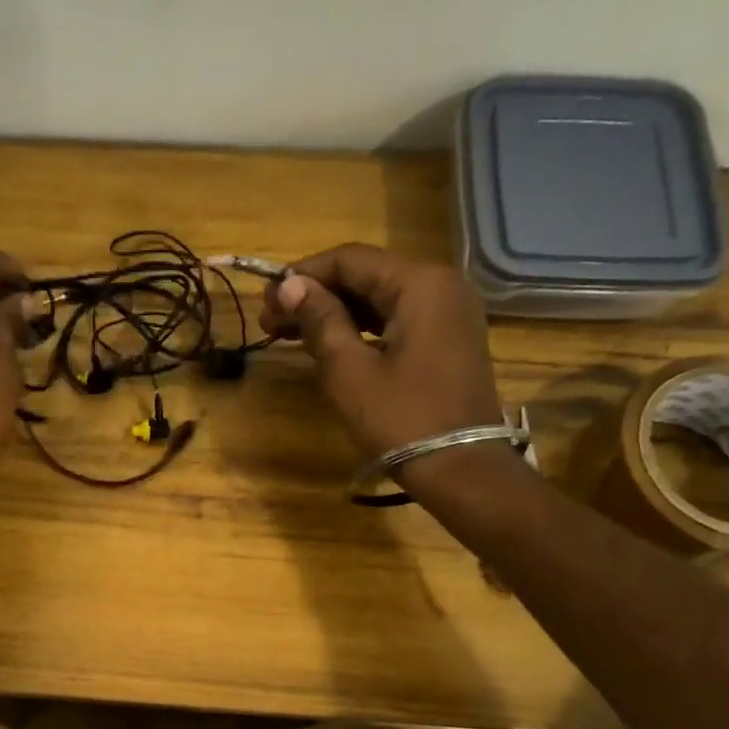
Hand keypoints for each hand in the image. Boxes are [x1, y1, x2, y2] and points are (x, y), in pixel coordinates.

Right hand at [260, 244, 504, 457]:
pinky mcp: (447, 341)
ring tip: (288, 333)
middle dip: (315, 295)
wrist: (461, 469)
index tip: (266, 298)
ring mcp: (449, 314)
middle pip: (366, 276)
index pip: (350, 259)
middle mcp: (441, 286)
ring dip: (334, 313)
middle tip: (270, 321)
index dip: (303, 275)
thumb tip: (290, 285)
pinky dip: (360, 328)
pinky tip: (328, 344)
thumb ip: (320, 321)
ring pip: (380, 299)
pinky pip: (396, 320)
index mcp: (420, 284)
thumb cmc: (402, 419)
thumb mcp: (350, 371)